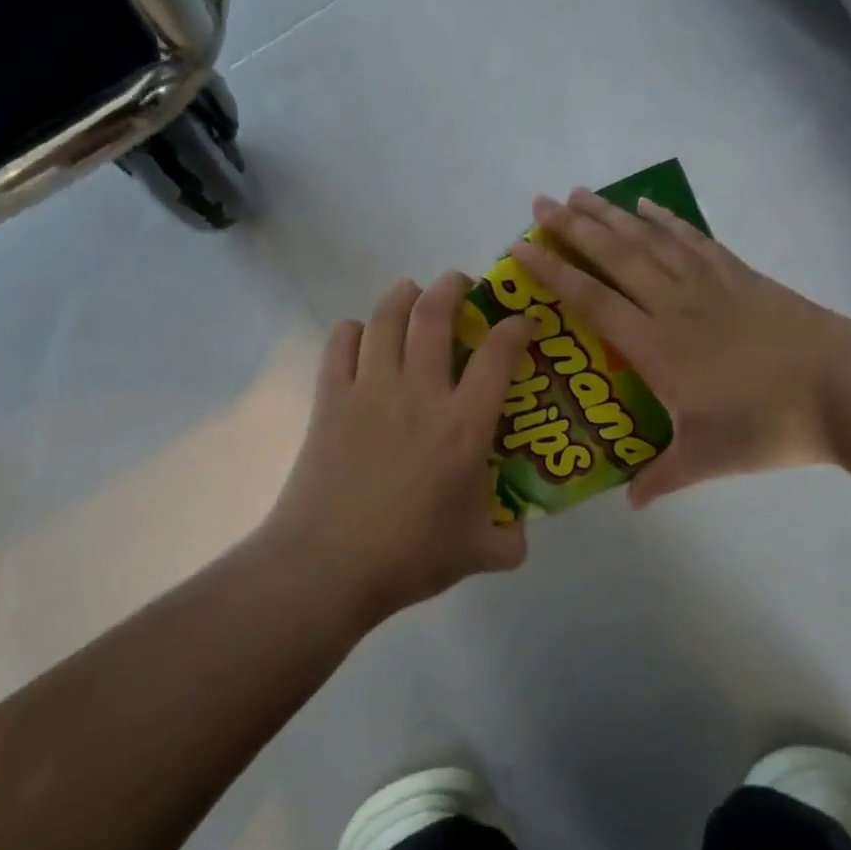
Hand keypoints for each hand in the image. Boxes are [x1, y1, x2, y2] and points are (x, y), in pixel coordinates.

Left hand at [260, 272, 534, 626]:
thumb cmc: (408, 556)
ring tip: (411, 291)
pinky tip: (361, 335)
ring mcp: (369, 392)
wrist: (327, 566)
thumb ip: (510, 541)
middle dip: (452, 287)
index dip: (516, 328)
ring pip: (385, 318)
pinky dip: (353, 330)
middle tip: (461, 283)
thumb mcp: (478, 554)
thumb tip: (520, 532)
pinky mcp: (329, 401)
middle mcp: (419, 394)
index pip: (499, 356)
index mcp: (464, 426)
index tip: (523, 323)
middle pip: (434, 315)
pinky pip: (340, 345)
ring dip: (403, 295)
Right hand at [511, 189, 850, 506]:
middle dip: (573, 228)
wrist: (844, 388)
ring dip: (612, 214)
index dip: (553, 273)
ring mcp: (710, 284)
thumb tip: (631, 503)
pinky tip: (649, 206)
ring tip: (581, 193)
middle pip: (615, 256)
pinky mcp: (741, 276)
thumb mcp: (707, 459)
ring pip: (650, 240)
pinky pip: (694, 239)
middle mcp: (675, 305)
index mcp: (657, 346)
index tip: (520, 249)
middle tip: (540, 203)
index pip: (592, 301)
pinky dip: (668, 220)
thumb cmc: (768, 425)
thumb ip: (661, 478)